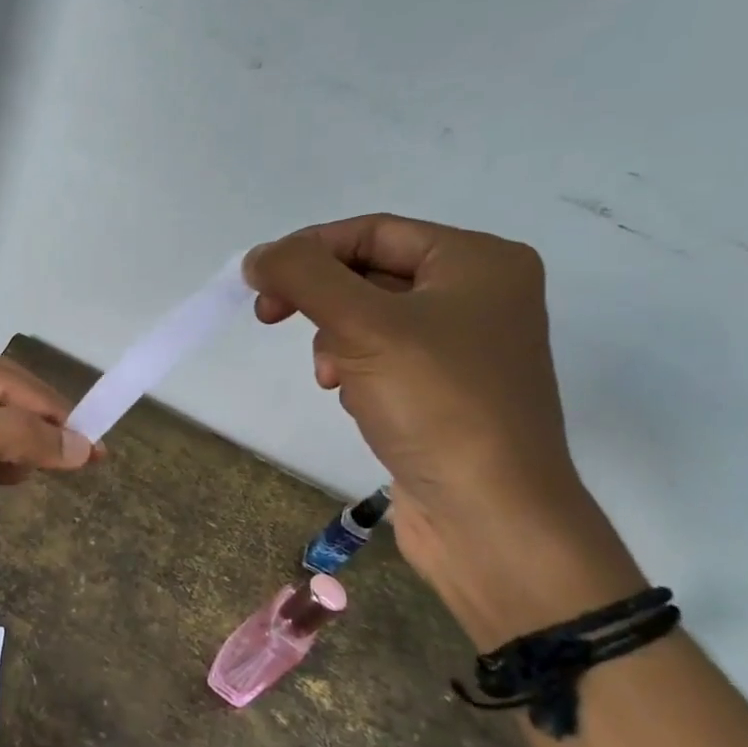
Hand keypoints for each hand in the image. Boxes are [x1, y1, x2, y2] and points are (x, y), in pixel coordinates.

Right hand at [245, 215, 644, 643]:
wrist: (489, 515)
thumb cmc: (435, 404)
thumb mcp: (362, 325)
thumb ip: (303, 276)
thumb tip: (258, 256)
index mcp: (477, 262)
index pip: (373, 231)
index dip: (309, 250)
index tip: (259, 283)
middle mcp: (479, 295)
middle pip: (370, 273)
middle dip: (320, 299)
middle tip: (270, 318)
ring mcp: (465, 346)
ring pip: (371, 318)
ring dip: (336, 340)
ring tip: (333, 376)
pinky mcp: (447, 391)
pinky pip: (384, 358)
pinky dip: (357, 369)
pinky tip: (354, 399)